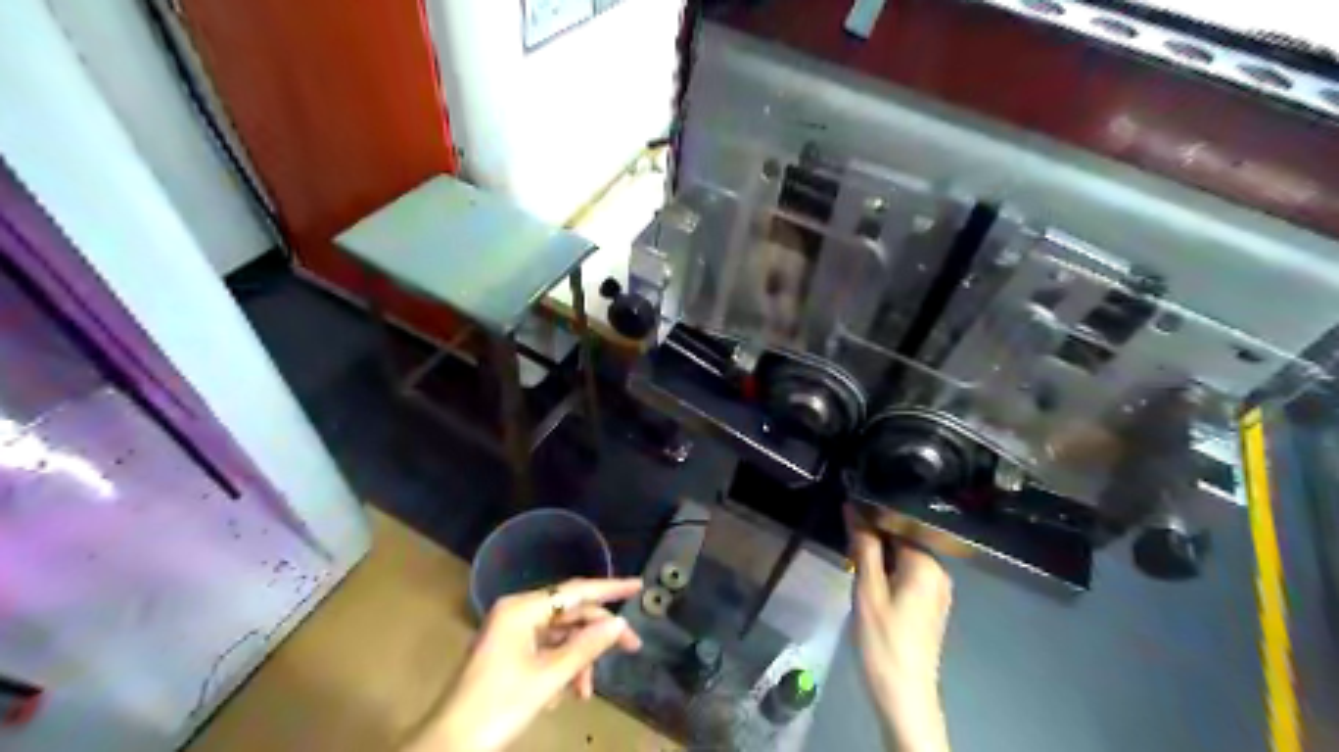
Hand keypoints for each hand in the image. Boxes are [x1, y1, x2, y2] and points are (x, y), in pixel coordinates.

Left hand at [410, 578, 645, 747]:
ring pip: (560, 636)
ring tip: (584, 692)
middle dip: (597, 634)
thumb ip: (587, 646)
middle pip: (570, 614)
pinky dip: (561, 669)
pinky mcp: (509, 654)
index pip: (575, 590)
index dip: (610, 588)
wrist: (450, 747)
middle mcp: (517, 613)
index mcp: (521, 609)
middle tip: (631, 648)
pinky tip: (563, 696)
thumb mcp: (549, 677)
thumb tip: (618, 622)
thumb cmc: (498, 706)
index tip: (638, 586)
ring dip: (578, 660)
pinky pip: (546, 651)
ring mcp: (511, 633)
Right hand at [846, 506, 951, 750]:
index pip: (898, 523)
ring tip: (854, 559)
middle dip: (874, 536)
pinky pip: (908, 573)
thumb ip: (863, 545)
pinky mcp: (931, 604)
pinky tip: (870, 579)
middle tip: (846, 543)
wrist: (904, 693)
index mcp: (927, 563)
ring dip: (879, 554)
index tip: (847, 513)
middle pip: (902, 539)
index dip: (870, 515)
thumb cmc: (883, 639)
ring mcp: (937, 589)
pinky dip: (888, 570)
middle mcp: (939, 570)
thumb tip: (853, 508)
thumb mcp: (867, 588)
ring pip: (903, 557)